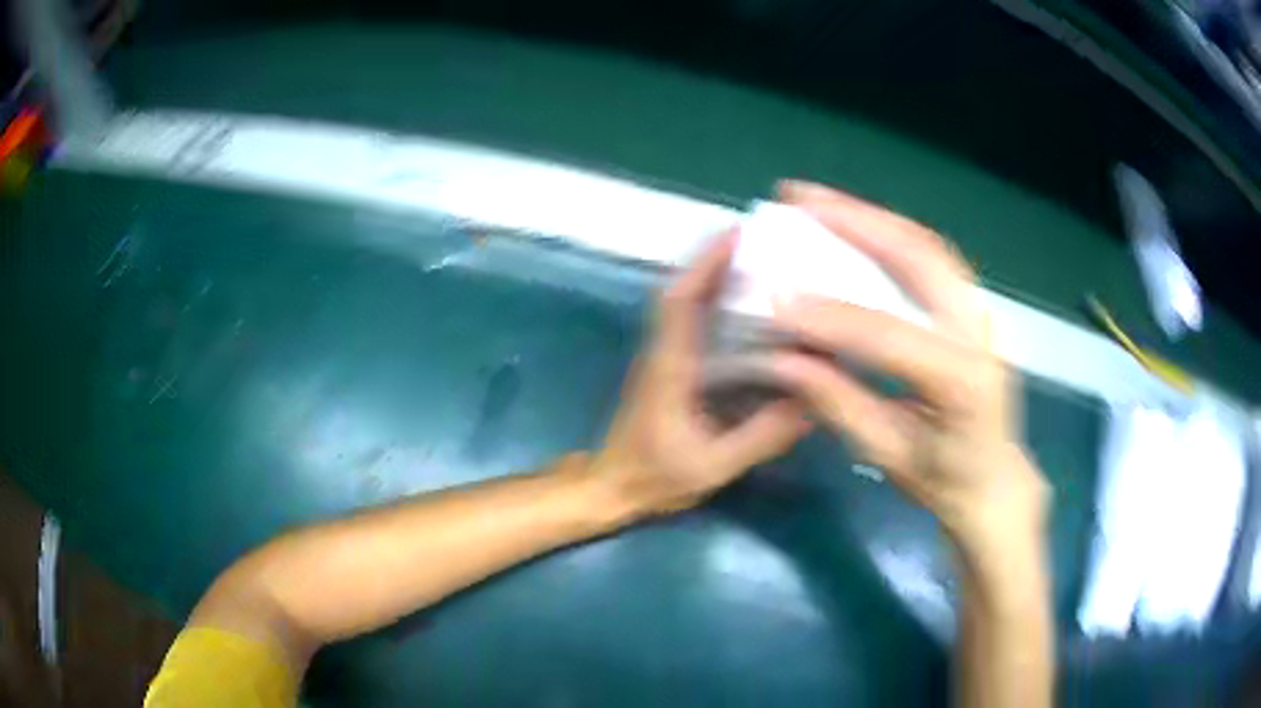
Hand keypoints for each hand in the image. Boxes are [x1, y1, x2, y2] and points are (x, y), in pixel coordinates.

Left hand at [588, 233, 811, 518]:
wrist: (612, 486)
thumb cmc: (656, 476)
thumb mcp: (713, 466)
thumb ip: (760, 437)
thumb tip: (812, 403)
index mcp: (670, 366)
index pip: (681, 300)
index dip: (706, 263)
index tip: (738, 234)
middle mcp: (664, 350)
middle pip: (685, 290)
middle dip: (719, 261)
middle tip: (766, 245)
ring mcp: (664, 356)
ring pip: (688, 303)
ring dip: (718, 279)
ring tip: (766, 268)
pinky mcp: (670, 367)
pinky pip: (693, 323)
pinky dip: (717, 305)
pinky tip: (753, 312)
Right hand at [767, 181, 1049, 554]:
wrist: (993, 478)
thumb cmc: (944, 478)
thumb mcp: (889, 454)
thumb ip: (838, 403)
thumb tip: (781, 360)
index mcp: (961, 380)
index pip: (889, 334)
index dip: (829, 315)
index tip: (775, 299)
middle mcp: (976, 330)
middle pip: (918, 256)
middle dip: (855, 220)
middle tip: (796, 198)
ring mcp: (978, 310)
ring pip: (925, 243)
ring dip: (870, 215)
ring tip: (817, 200)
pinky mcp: (970, 304)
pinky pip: (930, 254)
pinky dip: (889, 232)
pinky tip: (856, 224)